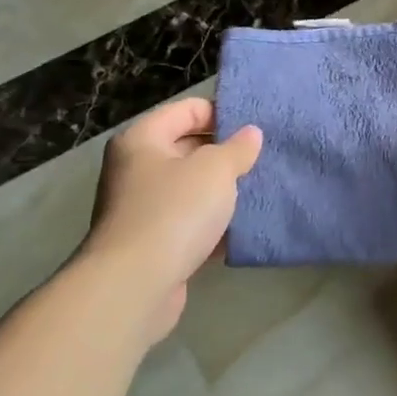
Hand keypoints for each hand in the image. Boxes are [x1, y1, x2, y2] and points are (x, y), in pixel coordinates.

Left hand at [80, 98, 261, 336]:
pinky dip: (214, 223)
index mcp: (142, 139)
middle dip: (225, 153)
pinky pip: (190, 222)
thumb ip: (237, 148)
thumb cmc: (174, 212)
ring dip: (222, 191)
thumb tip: (250, 134)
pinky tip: (243, 227)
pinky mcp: (153, 242)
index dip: (221, 113)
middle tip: (262, 159)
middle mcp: (136, 169)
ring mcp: (142, 208)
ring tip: (259, 190)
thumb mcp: (215, 169)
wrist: (134, 286)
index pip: (187, 109)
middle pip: (187, 148)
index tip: (256, 128)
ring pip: (191, 188)